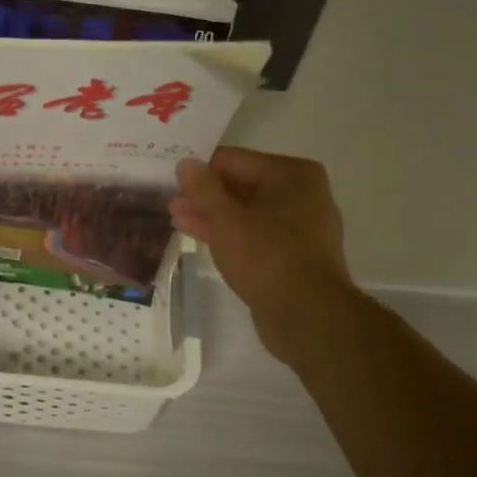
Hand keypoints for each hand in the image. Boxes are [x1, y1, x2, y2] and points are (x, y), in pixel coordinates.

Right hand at [171, 147, 354, 365]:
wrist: (306, 315)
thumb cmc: (267, 256)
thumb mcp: (226, 219)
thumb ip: (203, 189)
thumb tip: (186, 162)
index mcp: (292, 175)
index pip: (234, 160)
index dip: (200, 170)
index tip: (171, 179)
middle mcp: (302, 195)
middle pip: (242, 186)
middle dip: (205, 195)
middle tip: (169, 202)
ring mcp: (299, 228)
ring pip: (246, 213)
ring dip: (212, 216)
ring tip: (176, 219)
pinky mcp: (292, 256)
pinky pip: (255, 236)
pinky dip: (229, 235)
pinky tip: (200, 238)